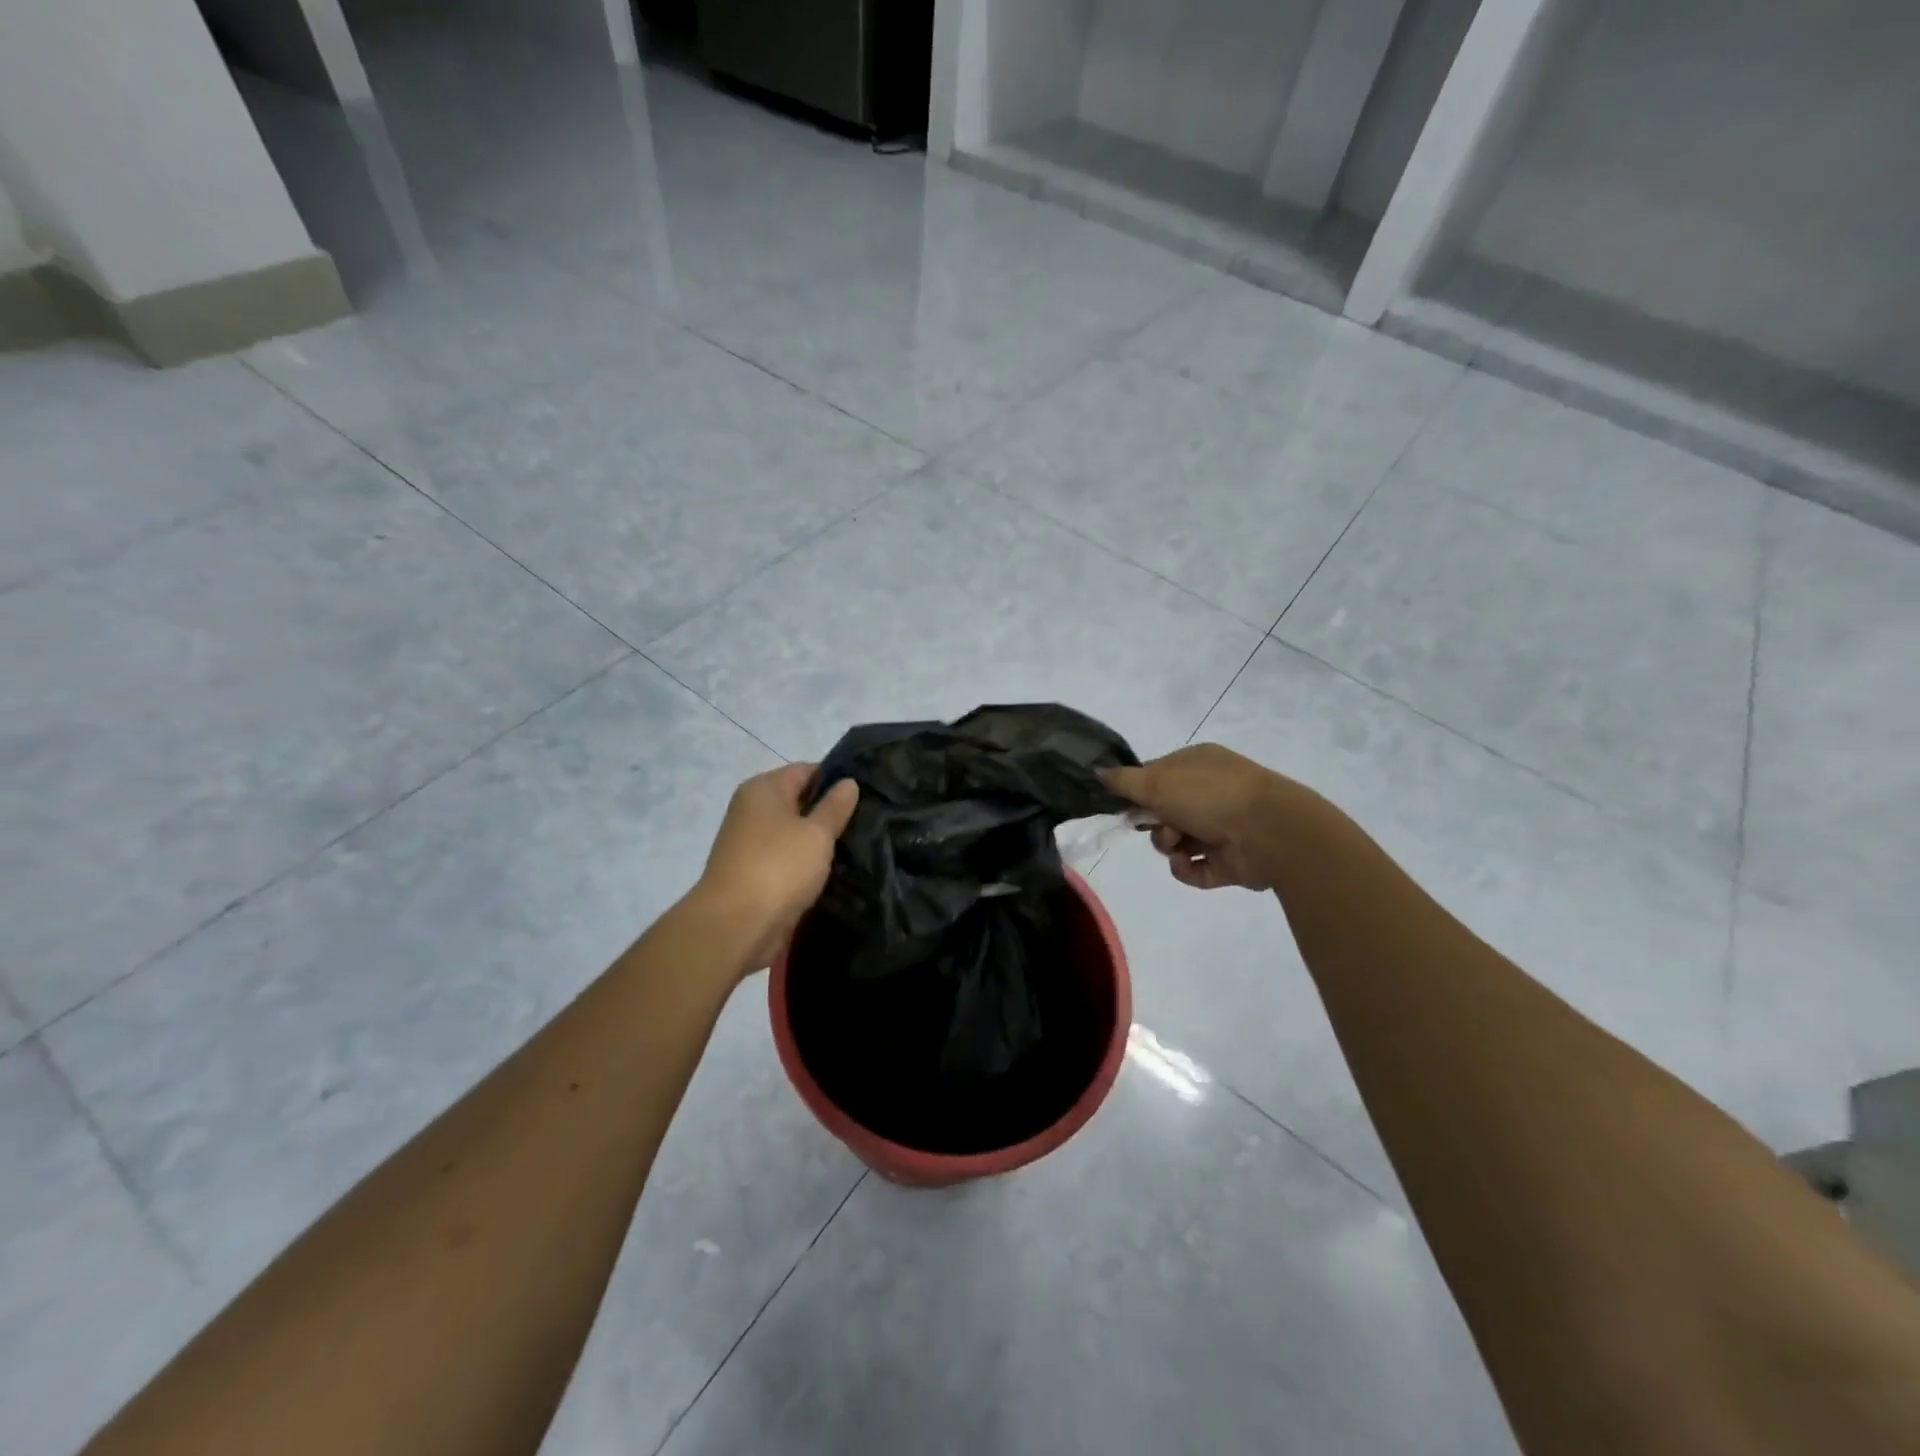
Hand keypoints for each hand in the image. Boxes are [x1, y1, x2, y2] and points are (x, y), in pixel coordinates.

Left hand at [695, 763, 859, 974]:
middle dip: (829, 812)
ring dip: (819, 841)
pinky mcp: (752, 873)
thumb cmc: (779, 867)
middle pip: (798, 801)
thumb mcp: (817, 833)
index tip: (868, 793)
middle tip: (869, 821)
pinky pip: (786, 859)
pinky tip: (832, 871)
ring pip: (794, 833)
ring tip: (857, 846)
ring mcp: (749, 843)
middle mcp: (752, 810)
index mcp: (763, 789)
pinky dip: (806, 864)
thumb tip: (848, 782)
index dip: (836, 779)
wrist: (735, 926)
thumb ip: (835, 806)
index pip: (806, 770)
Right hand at [1103, 744, 1290, 890]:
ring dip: (1170, 846)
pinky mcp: (1230, 862)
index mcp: (1197, 765)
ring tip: (1180, 846)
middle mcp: (1211, 793)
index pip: (1156, 777)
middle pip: (1164, 812)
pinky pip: (1194, 869)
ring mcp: (1223, 828)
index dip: (1138, 793)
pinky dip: (1187, 869)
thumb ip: (1123, 780)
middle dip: (1155, 823)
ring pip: (1177, 842)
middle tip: (1159, 826)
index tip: (1125, 806)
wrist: (1271, 832)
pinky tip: (1191, 863)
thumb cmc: (1210, 796)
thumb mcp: (1156, 781)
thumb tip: (1096, 772)